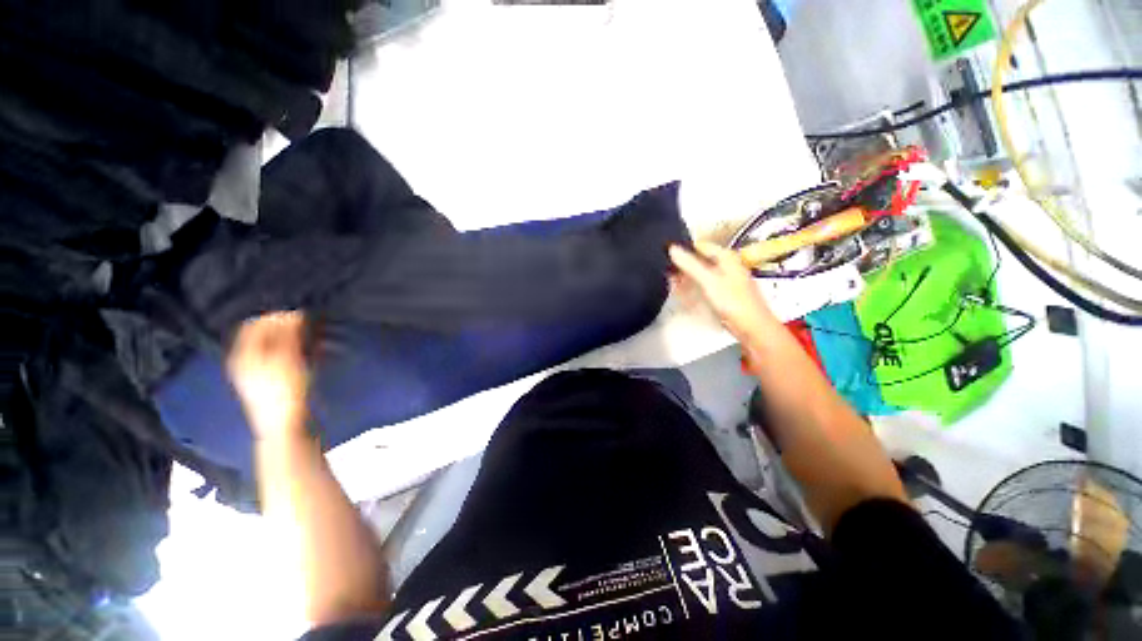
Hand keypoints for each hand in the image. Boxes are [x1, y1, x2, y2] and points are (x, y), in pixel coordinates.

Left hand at [227, 311, 310, 440]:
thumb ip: (288, 335)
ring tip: (310, 339)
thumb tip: (293, 313)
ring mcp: (255, 373)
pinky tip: (306, 354)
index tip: (299, 314)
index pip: (255, 324)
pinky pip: (278, 358)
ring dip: (290, 340)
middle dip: (284, 328)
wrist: (284, 425)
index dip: (275, 317)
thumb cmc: (285, 390)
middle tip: (307, 326)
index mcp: (243, 354)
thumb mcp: (287, 359)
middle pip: (262, 335)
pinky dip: (292, 351)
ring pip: (272, 346)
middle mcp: (244, 361)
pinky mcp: (267, 382)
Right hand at [669, 242, 779, 342]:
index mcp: (726, 257)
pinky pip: (702, 286)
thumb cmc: (735, 302)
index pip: (700, 246)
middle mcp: (726, 266)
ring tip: (672, 282)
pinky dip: (692, 288)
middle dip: (683, 265)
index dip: (684, 249)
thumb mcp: (708, 280)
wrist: (752, 327)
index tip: (667, 253)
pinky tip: (684, 293)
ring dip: (686, 278)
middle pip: (699, 260)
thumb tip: (672, 249)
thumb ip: (690, 264)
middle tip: (667, 270)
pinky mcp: (722, 294)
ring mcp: (724, 280)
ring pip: (700, 274)